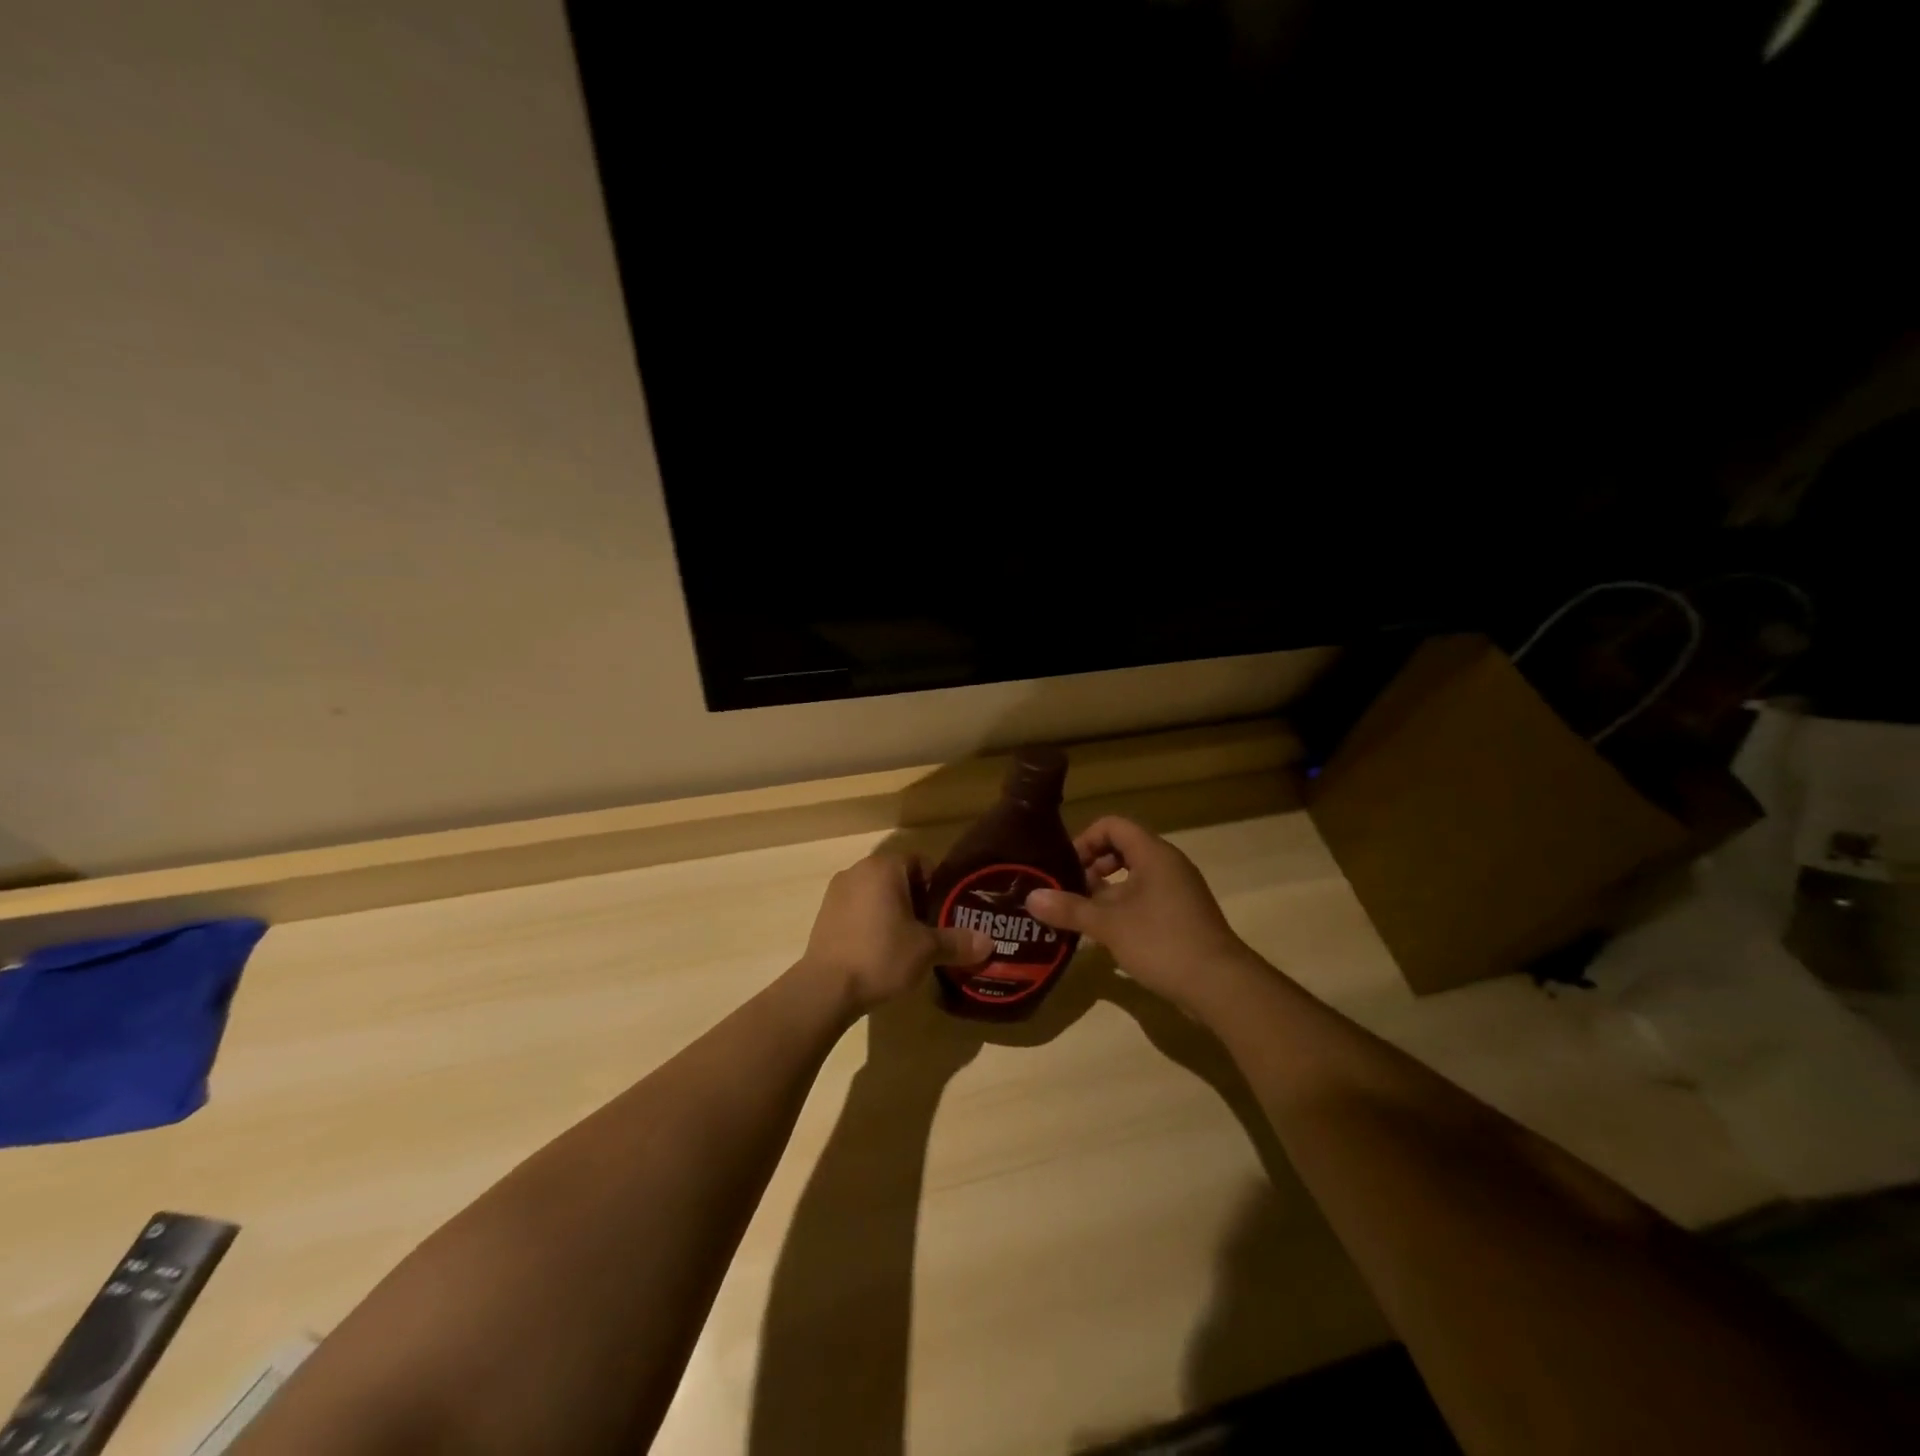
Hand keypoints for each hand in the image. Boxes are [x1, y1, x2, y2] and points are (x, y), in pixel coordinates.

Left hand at [800, 854, 991, 1013]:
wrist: (825, 989)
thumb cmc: (881, 956)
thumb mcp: (927, 950)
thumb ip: (958, 942)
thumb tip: (989, 943)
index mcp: (885, 867)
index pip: (921, 863)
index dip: (937, 887)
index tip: (946, 913)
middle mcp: (858, 870)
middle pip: (898, 878)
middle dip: (916, 901)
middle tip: (931, 930)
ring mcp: (837, 892)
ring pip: (876, 894)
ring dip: (892, 912)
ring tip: (906, 944)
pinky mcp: (824, 914)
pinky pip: (857, 910)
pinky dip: (871, 922)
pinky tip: (878, 951)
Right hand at [1024, 817, 1248, 1014]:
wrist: (1220, 985)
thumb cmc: (1162, 942)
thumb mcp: (1109, 925)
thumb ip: (1070, 908)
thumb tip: (1030, 898)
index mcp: (1153, 854)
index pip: (1113, 825)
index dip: (1085, 840)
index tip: (1066, 867)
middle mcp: (1168, 864)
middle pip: (1122, 848)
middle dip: (1092, 866)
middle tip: (1071, 891)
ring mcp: (1178, 890)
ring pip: (1134, 876)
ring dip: (1106, 890)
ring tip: (1082, 915)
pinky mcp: (1182, 915)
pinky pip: (1146, 897)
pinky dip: (1123, 907)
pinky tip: (1107, 935)